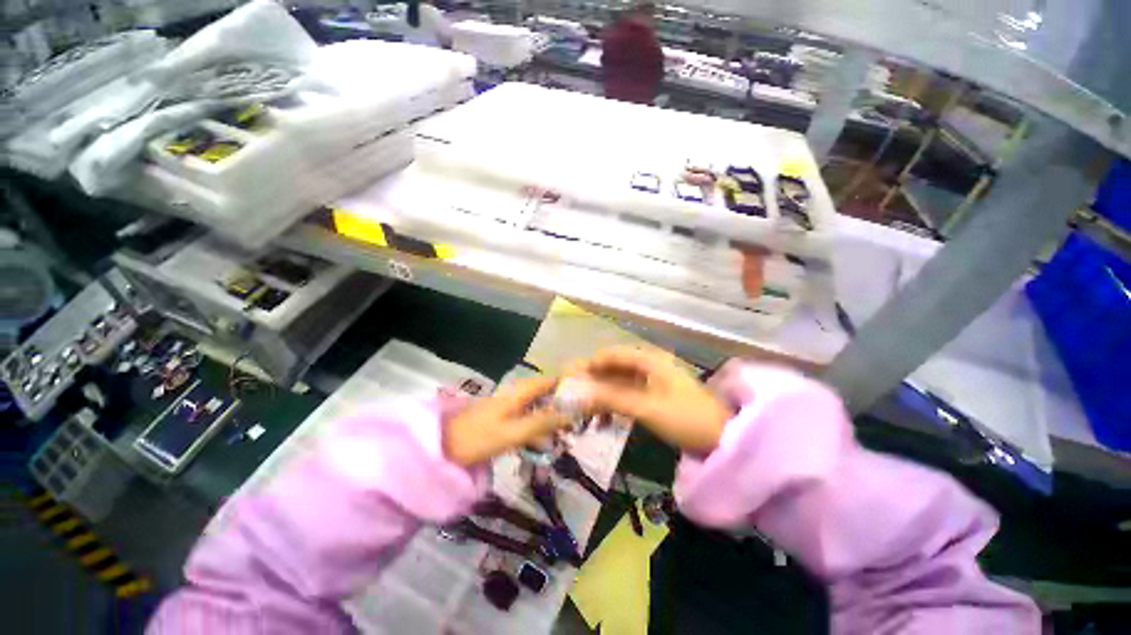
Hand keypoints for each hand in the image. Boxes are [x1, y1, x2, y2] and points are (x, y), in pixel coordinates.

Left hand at [444, 376, 567, 466]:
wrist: (441, 448)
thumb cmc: (478, 438)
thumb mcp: (512, 432)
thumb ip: (541, 423)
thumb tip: (569, 413)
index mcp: (517, 393)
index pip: (547, 381)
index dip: (564, 386)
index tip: (581, 398)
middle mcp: (513, 394)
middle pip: (542, 394)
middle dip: (559, 405)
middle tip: (574, 422)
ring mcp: (505, 406)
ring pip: (534, 407)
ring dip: (548, 418)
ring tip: (562, 434)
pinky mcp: (500, 418)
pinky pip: (524, 418)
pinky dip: (535, 426)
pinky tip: (540, 441)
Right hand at [570, 347, 731, 454]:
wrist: (725, 439)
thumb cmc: (686, 418)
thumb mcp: (647, 408)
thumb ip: (612, 399)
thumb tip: (580, 394)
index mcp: (649, 360)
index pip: (611, 355)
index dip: (589, 364)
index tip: (570, 378)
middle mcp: (648, 365)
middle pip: (613, 367)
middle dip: (593, 381)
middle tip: (574, 398)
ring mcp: (652, 381)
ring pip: (619, 382)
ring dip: (602, 394)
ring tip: (586, 412)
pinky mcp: (655, 396)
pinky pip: (628, 394)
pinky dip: (614, 403)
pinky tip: (605, 419)